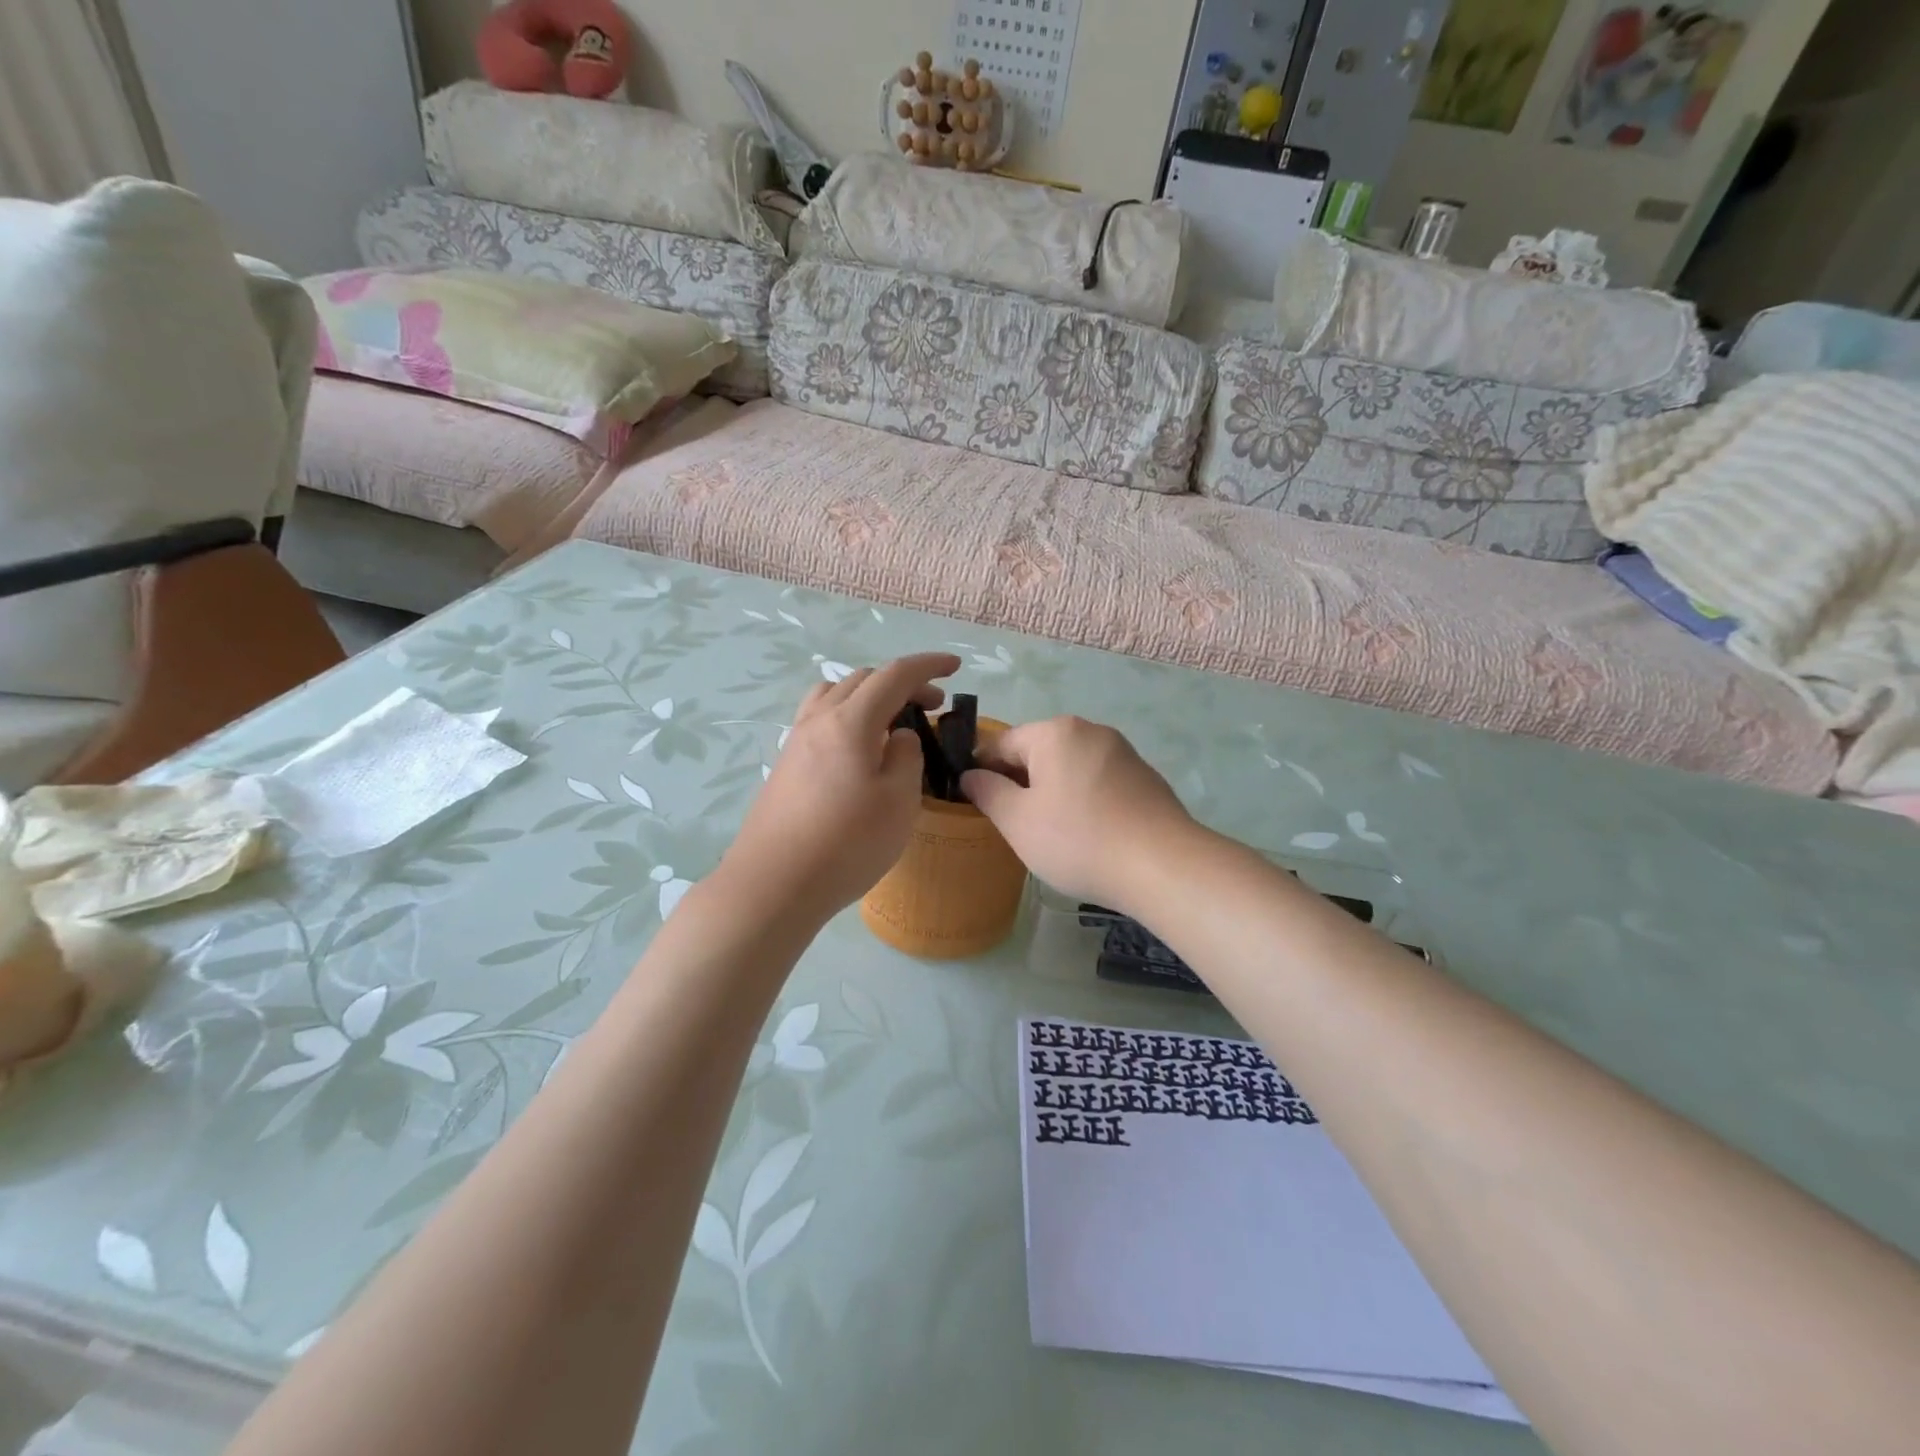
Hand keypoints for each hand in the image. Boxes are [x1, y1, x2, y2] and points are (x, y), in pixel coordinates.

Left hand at [719, 653, 960, 924]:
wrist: (774, 884)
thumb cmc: (847, 843)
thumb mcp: (898, 801)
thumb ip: (907, 757)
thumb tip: (899, 736)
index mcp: (850, 721)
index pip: (894, 675)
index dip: (928, 666)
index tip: (956, 666)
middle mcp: (819, 720)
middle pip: (862, 679)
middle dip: (902, 683)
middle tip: (932, 707)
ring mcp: (796, 741)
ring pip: (835, 695)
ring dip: (869, 696)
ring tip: (891, 722)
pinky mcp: (786, 765)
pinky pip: (820, 719)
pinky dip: (848, 717)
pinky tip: (858, 751)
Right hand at [962, 716, 1193, 908]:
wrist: (1162, 866)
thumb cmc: (1078, 840)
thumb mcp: (1018, 821)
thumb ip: (988, 792)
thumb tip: (971, 775)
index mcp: (1055, 732)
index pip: (1001, 742)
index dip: (982, 770)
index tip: (976, 803)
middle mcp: (1090, 731)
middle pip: (1038, 751)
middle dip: (1020, 782)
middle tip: (1012, 823)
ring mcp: (1122, 752)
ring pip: (1070, 766)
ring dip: (1052, 791)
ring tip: (1050, 832)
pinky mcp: (1144, 777)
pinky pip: (1098, 780)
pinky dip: (1084, 799)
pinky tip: (1087, 833)